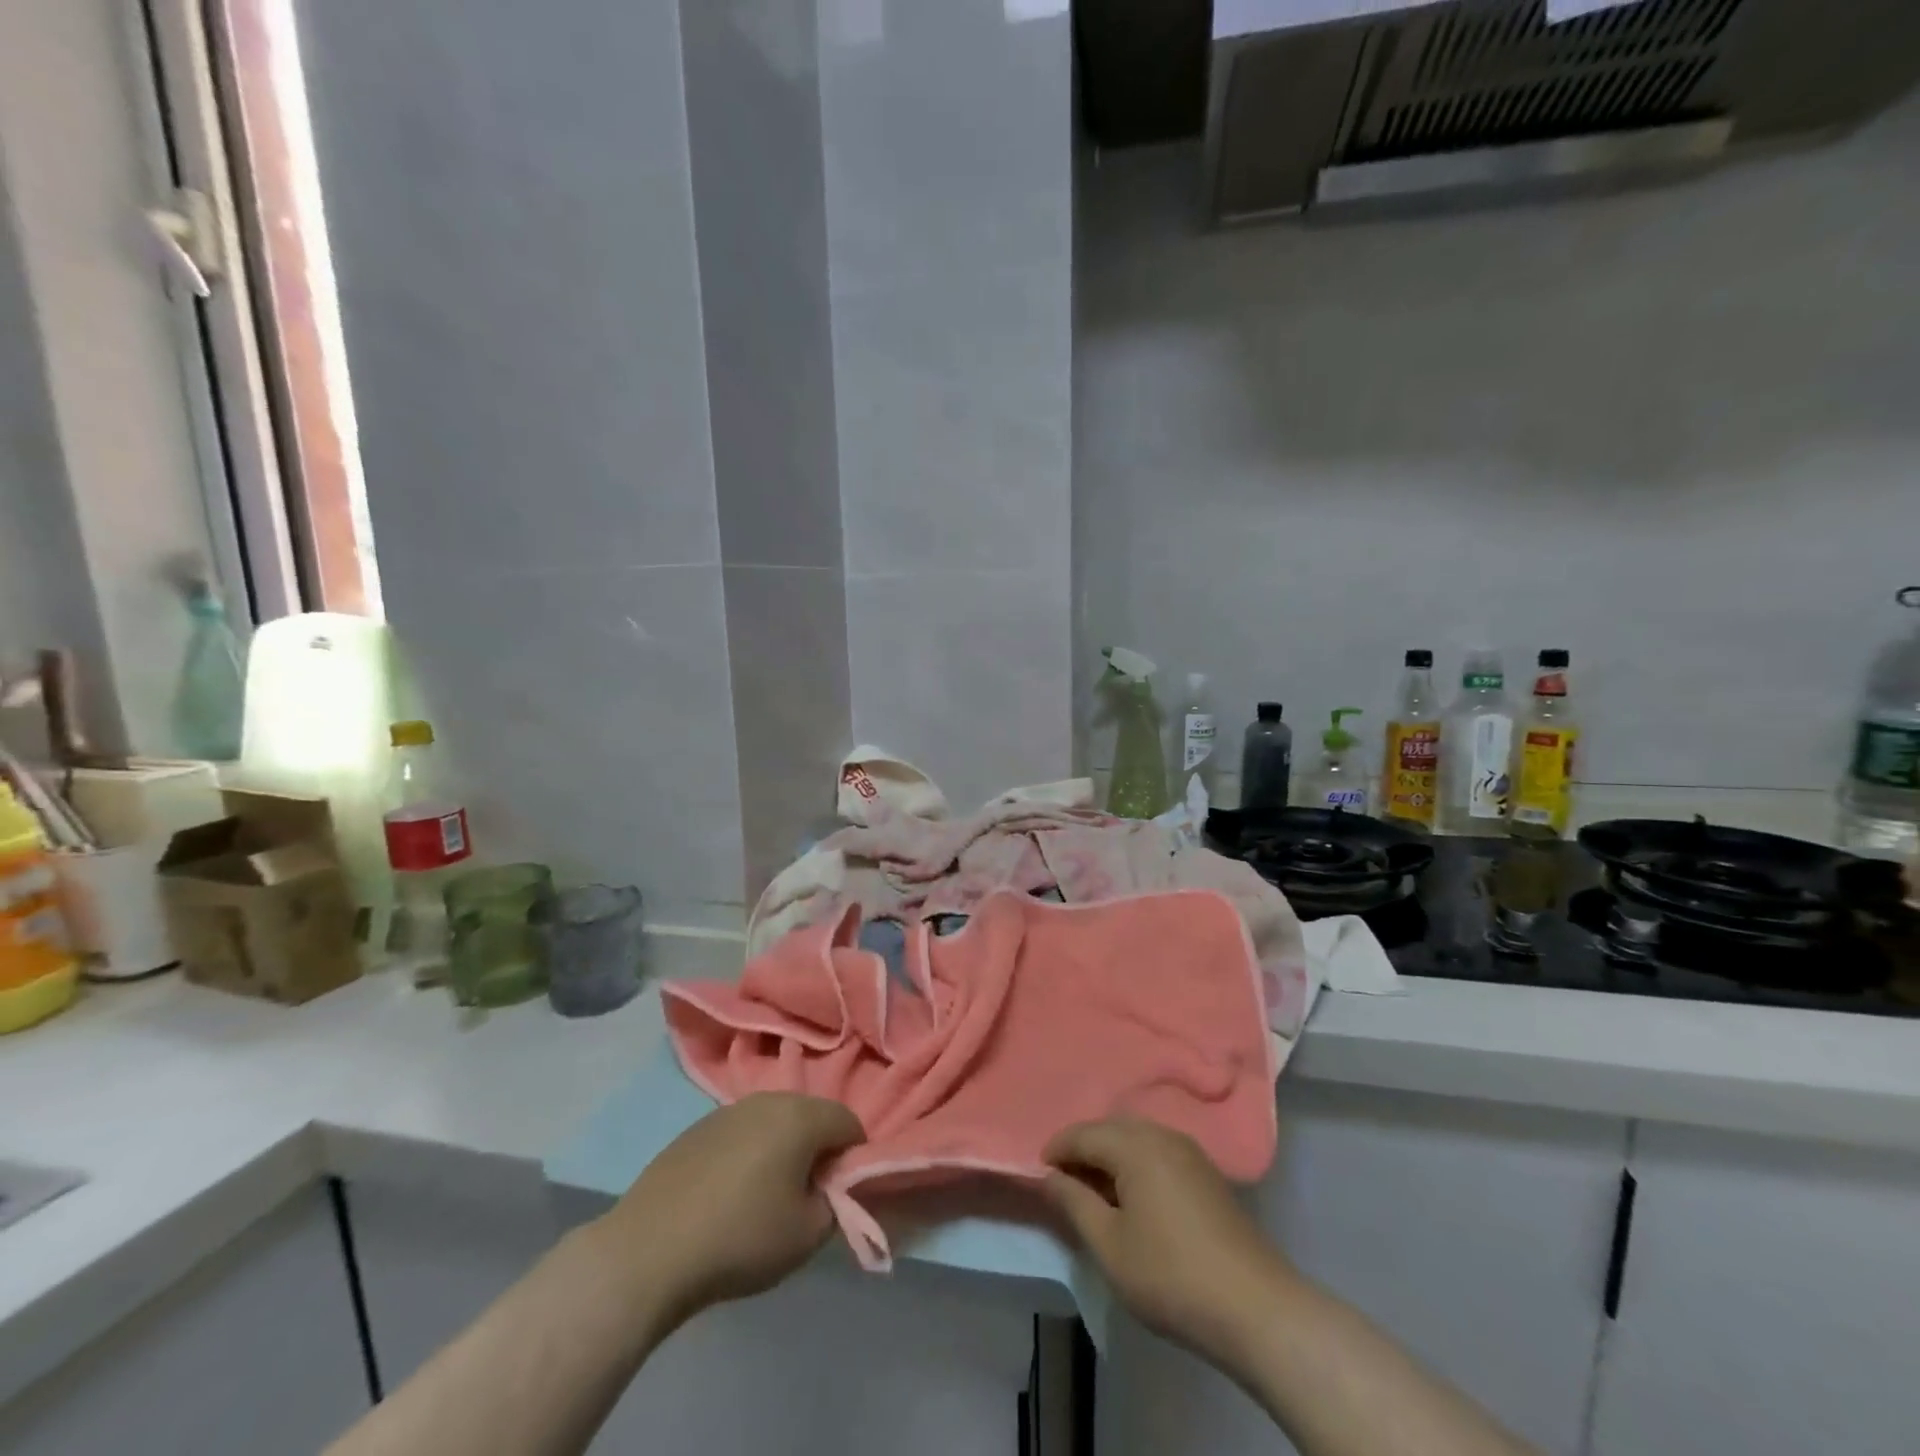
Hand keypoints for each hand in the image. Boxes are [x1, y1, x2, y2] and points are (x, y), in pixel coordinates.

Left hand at [595, 1093, 865, 1326]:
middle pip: (812, 1116)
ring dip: (783, 1149)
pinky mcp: (698, 1128)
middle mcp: (768, 1100)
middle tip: (806, 1197)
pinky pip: (742, 1133)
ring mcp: (728, 1110)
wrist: (648, 1251)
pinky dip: (749, 1154)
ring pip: (775, 1122)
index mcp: (800, 1116)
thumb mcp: (807, 1235)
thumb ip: (836, 1204)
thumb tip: (833, 1188)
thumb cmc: (740, 1239)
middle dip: (818, 1150)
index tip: (840, 1195)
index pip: (849, 1123)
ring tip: (767, 1197)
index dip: (854, 1158)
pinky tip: (729, 1195)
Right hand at [1043, 1118, 1287, 1367]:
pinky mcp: (1206, 1172)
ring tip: (1096, 1194)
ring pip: (1136, 1139)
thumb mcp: (1109, 1245)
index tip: (1039, 1174)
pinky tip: (1133, 1198)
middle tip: (1064, 1184)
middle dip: (1083, 1150)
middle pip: (1111, 1129)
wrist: (1255, 1308)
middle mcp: (1162, 1135)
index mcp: (1135, 1145)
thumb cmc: (1171, 1275)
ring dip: (1111, 1157)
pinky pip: (1158, 1151)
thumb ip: (1074, 1203)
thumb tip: (1050, 1176)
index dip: (1057, 1150)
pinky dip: (1136, 1164)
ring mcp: (1189, 1151)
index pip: (1083, 1133)